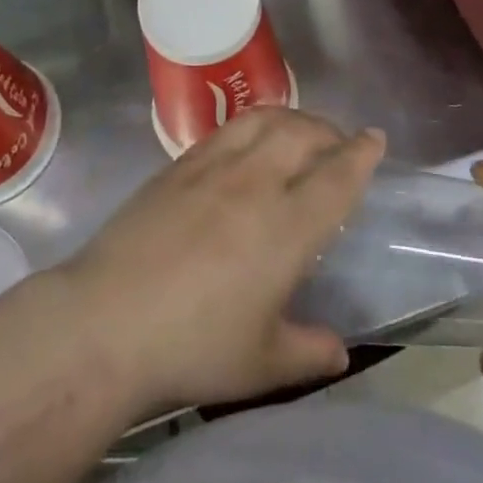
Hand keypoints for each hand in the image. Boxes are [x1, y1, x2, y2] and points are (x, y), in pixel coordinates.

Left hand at [56, 108, 385, 420]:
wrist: (108, 321)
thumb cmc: (193, 347)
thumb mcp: (262, 365)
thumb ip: (308, 353)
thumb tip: (339, 350)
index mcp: (287, 228)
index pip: (336, 178)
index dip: (360, 155)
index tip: (375, 138)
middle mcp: (256, 183)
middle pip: (303, 134)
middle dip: (329, 131)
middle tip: (339, 142)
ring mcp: (214, 166)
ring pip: (264, 119)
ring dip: (292, 117)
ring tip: (300, 130)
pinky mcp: (179, 164)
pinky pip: (227, 128)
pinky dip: (253, 123)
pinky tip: (249, 139)